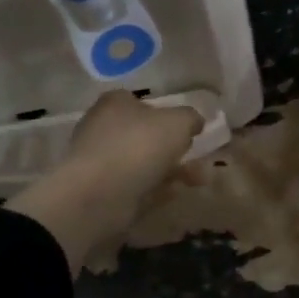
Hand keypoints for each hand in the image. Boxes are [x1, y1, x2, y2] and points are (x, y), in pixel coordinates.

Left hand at [5, 92, 200, 272]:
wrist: (99, 195)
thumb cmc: (138, 146)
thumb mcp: (178, 122)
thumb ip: (191, 118)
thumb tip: (194, 122)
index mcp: (115, 103)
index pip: (142, 102)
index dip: (167, 113)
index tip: (188, 128)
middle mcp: (103, 128)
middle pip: (144, 134)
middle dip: (174, 147)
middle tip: (197, 156)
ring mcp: (101, 162)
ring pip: (143, 162)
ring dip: (171, 170)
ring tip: (199, 179)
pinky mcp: (102, 191)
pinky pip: (137, 186)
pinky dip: (157, 188)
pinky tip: (176, 193)